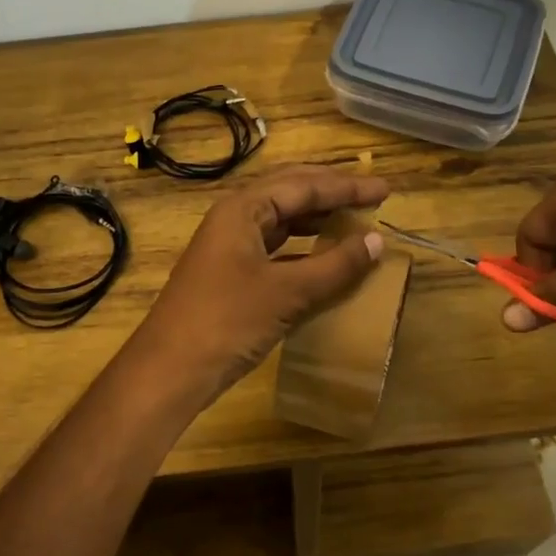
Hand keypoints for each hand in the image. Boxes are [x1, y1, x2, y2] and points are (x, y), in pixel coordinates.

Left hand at [135, 165, 390, 396]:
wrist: (170, 370)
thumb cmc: (228, 321)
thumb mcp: (288, 292)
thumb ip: (335, 265)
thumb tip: (377, 241)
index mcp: (243, 208)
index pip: (303, 185)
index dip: (347, 187)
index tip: (385, 189)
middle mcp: (234, 218)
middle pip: (289, 192)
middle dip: (330, 192)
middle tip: (370, 196)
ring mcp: (229, 246)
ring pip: (280, 219)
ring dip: (316, 218)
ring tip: (352, 221)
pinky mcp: (230, 273)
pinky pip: (274, 247)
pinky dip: (302, 247)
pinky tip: (323, 257)